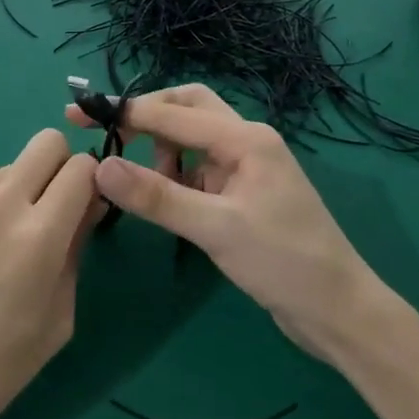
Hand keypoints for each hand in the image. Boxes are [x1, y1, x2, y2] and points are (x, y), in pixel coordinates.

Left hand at [0, 129, 100, 418]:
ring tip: (2, 235)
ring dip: (19, 188)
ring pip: (7, 165)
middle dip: (60, 167)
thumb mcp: (58, 319)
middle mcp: (0, 206)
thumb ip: (76, 252)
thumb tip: (86, 207)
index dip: (92, 183)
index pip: (82, 169)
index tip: (85, 207)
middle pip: (46, 142)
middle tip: (51, 208)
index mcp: (40, 237)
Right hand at [66, 85, 385, 364]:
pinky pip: (199, 166)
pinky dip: (174, 173)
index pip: (173, 113)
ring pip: (192, 136)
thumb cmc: (284, 263)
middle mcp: (246, 141)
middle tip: (105, 132)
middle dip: (146, 115)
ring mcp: (247, 166)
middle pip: (187, 107)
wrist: (338, 311)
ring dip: (160, 147)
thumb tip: (99, 167)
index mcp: (246, 139)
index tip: (80, 114)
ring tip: (140, 183)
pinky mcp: (243, 191)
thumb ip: (157, 197)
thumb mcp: (215, 229)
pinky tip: (163, 197)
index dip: (124, 112)